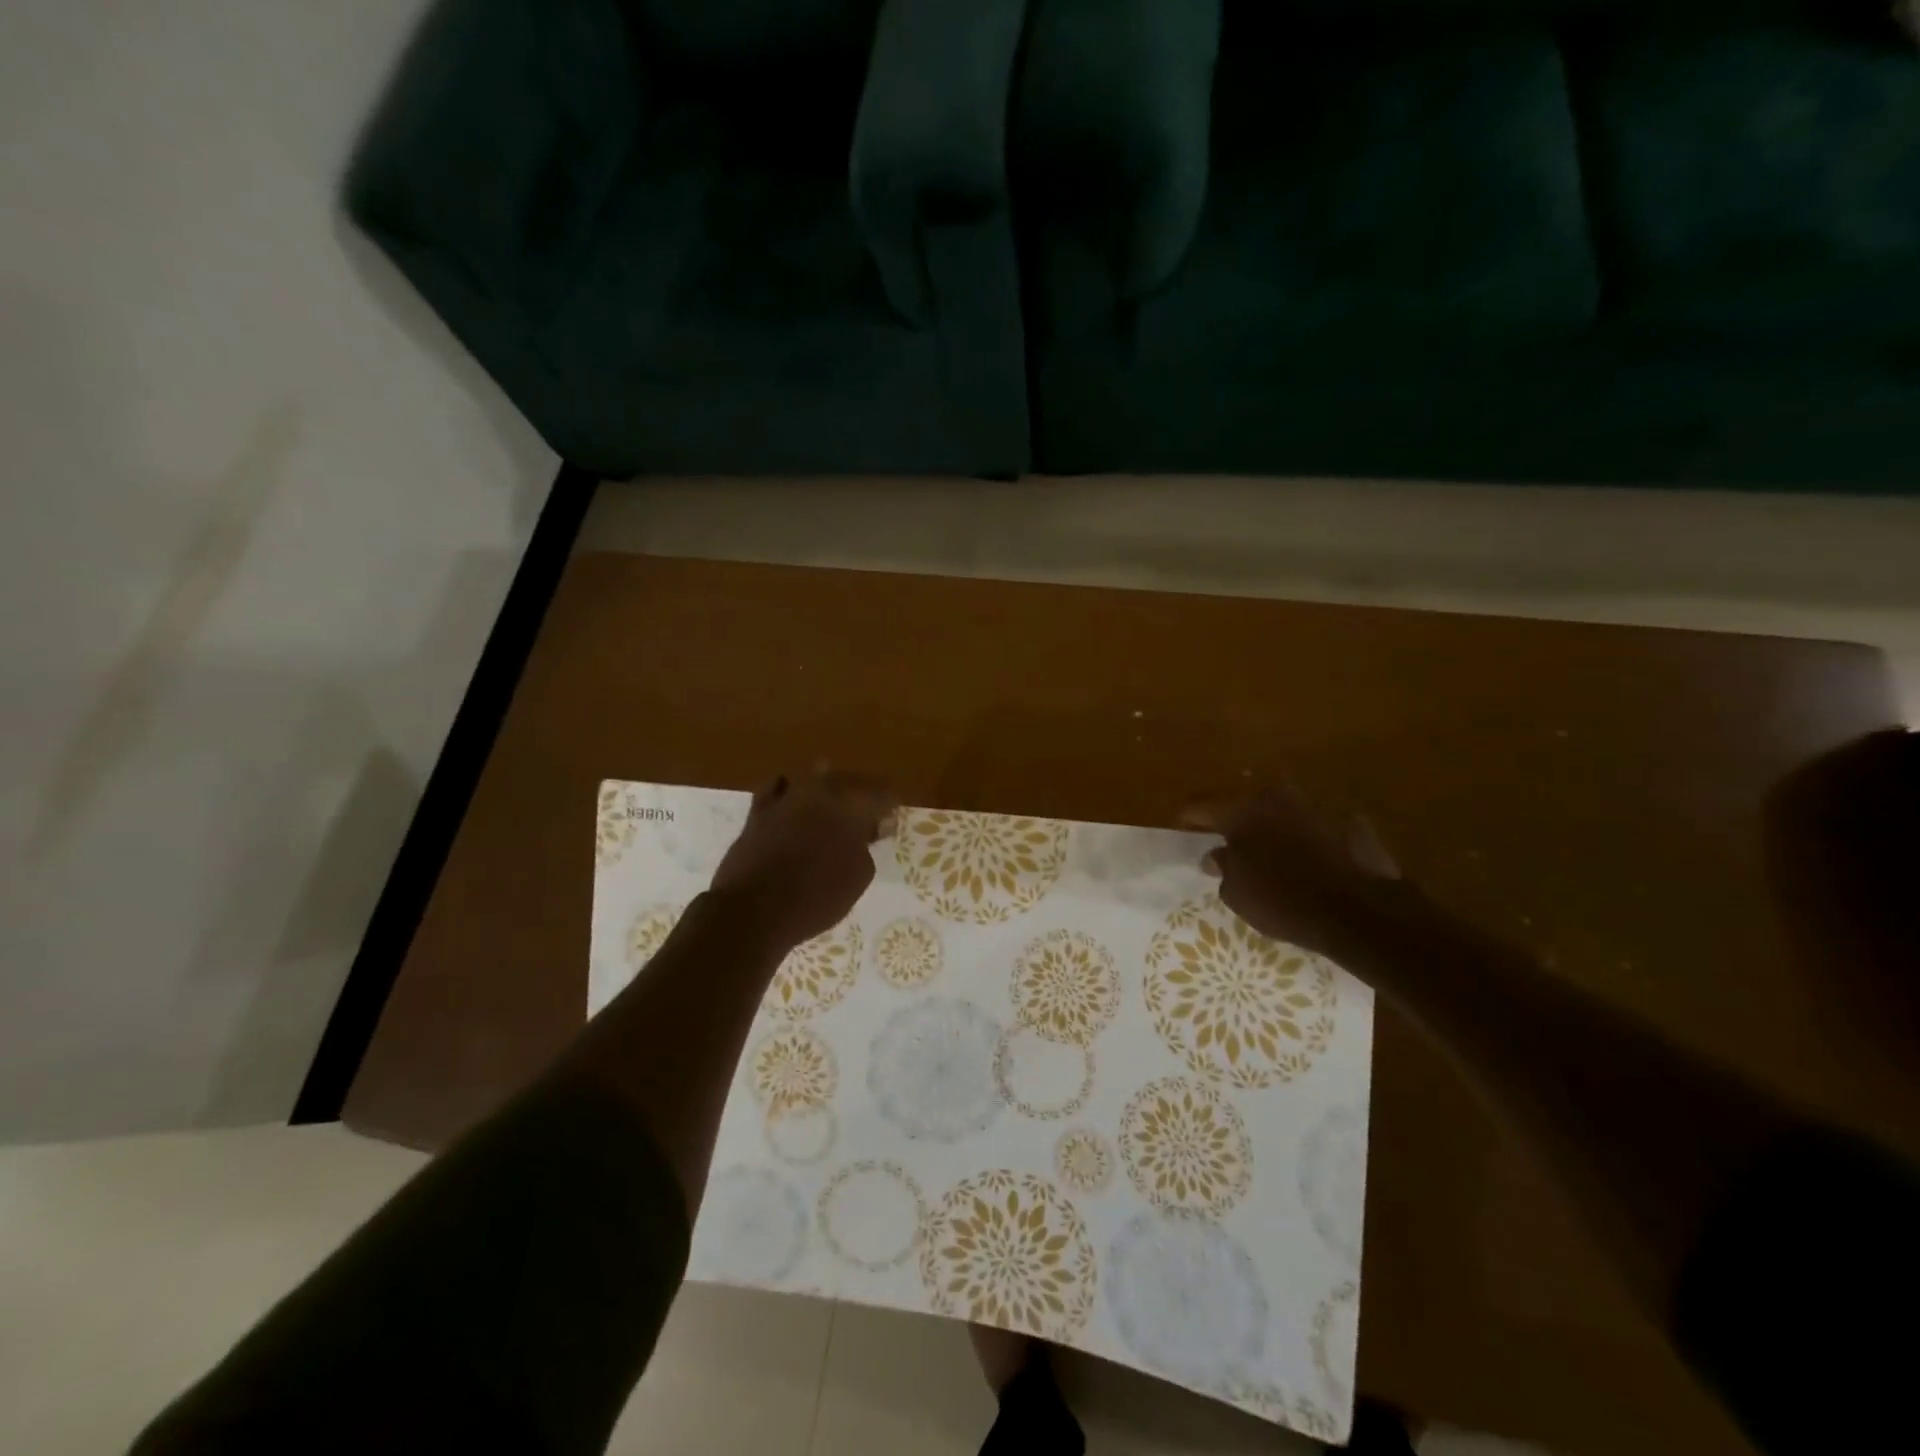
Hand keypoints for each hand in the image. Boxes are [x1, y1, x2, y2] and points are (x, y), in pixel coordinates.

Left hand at [710, 767, 896, 953]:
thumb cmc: (816, 898)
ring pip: (812, 776)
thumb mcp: (858, 878)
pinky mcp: (759, 810)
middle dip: (859, 797)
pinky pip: (776, 788)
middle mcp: (820, 792)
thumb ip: (866, 848)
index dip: (888, 810)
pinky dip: (788, 792)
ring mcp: (787, 797)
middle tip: (861, 822)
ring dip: (825, 789)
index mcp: (851, 807)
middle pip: (849, 781)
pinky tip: (791, 806)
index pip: (882, 795)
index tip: (886, 828)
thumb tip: (864, 834)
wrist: (754, 910)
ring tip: (827, 810)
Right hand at [1182, 783, 1404, 960]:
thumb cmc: (1285, 902)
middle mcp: (1277, 796)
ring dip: (1275, 826)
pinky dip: (1309, 837)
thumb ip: (1223, 868)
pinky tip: (1311, 860)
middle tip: (1232, 842)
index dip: (1189, 819)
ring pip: (1284, 809)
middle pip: (1245, 802)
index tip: (1185, 831)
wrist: (1361, 912)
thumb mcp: (1238, 895)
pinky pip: (1318, 824)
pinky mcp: (1351, 820)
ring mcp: (1317, 804)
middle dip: (1237, 819)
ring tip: (1273, 851)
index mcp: (1242, 810)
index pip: (1201, 806)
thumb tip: (1217, 855)